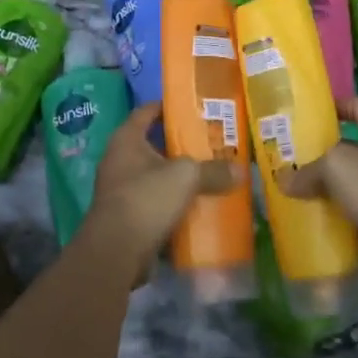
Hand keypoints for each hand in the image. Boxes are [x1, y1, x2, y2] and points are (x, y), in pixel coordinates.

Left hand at [85, 103, 235, 278]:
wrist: (116, 251)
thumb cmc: (146, 198)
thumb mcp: (185, 177)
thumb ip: (213, 170)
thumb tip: (241, 171)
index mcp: (126, 140)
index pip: (145, 112)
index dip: (167, 106)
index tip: (191, 106)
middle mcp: (119, 161)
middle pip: (154, 145)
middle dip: (181, 146)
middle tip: (211, 144)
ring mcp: (121, 191)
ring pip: (156, 177)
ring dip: (179, 179)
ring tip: (210, 175)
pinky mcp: (127, 218)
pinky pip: (156, 204)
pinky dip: (174, 205)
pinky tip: (198, 208)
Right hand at [278, 97, 357, 283]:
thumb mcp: (336, 165)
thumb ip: (308, 171)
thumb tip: (283, 180)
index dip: (336, 105)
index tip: (306, 112)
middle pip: (347, 146)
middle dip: (319, 150)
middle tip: (287, 153)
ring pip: (345, 182)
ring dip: (321, 186)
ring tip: (288, 185)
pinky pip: (347, 212)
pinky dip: (329, 215)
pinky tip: (304, 216)